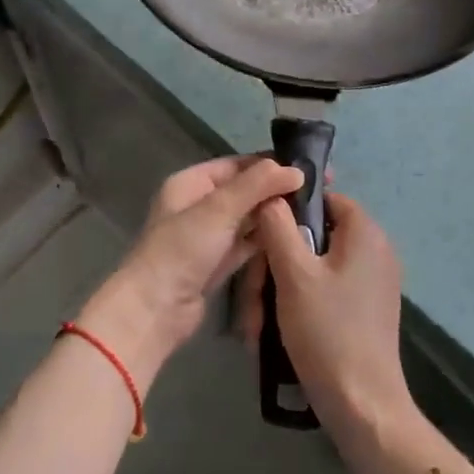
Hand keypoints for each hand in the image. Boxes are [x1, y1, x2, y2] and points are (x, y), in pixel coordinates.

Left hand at [79, 157, 303, 387]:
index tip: (308, 168)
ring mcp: (208, 236)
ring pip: (247, 218)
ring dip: (273, 215)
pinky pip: (246, 243)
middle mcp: (199, 205)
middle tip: (318, 192)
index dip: (270, 164)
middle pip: (244, 191)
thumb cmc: (182, 249)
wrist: (155, 309)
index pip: (237, 165)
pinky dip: (265, 239)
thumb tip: (295, 170)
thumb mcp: (219, 209)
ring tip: (313, 212)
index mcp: (191, 183)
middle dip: (276, 190)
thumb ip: (256, 185)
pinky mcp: (217, 263)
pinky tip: (293, 237)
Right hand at [237, 192, 419, 451]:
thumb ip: (278, 225)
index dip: (288, 209)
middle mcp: (375, 251)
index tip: (260, 234)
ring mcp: (373, 283)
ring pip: (315, 266)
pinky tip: (277, 328)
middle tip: (254, 291)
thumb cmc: (327, 331)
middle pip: (315, 236)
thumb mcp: (293, 273)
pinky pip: (326, 290)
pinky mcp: (366, 310)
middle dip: (278, 259)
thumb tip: (271, 194)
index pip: (322, 198)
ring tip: (258, 320)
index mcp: (365, 232)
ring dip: (283, 286)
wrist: (363, 408)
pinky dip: (300, 302)